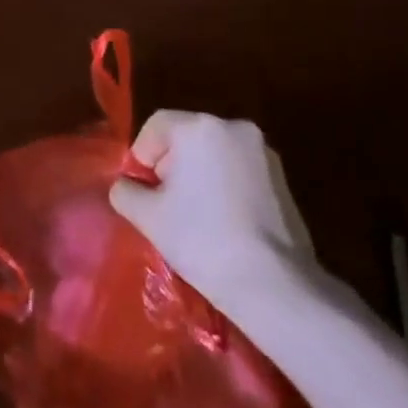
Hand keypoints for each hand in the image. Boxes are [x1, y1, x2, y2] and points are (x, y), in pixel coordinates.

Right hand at [109, 110, 315, 302]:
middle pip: (187, 135)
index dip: (141, 154)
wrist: (272, 283)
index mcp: (199, 127)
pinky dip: (224, 186)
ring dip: (198, 175)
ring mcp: (263, 151)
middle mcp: (234, 127)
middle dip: (170, 164)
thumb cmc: (202, 239)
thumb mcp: (147, 216)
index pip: (157, 124)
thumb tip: (125, 186)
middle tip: (164, 203)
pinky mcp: (282, 178)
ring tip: (193, 215)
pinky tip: (222, 221)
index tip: (142, 189)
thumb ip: (125, 192)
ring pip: (214, 153)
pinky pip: (238, 170)